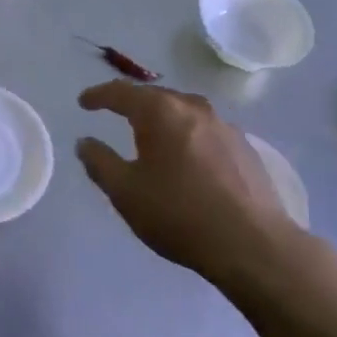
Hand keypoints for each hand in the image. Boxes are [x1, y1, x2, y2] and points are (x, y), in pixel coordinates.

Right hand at [76, 81, 298, 285]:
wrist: (252, 244)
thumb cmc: (178, 214)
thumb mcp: (125, 192)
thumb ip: (100, 162)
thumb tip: (85, 142)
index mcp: (161, 113)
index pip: (121, 92)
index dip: (99, 95)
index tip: (84, 102)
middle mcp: (194, 108)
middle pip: (156, 96)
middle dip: (132, 102)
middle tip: (114, 112)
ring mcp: (225, 126)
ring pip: (185, 110)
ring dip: (163, 116)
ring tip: (151, 131)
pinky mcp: (245, 148)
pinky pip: (206, 130)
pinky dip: (188, 134)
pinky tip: (187, 155)